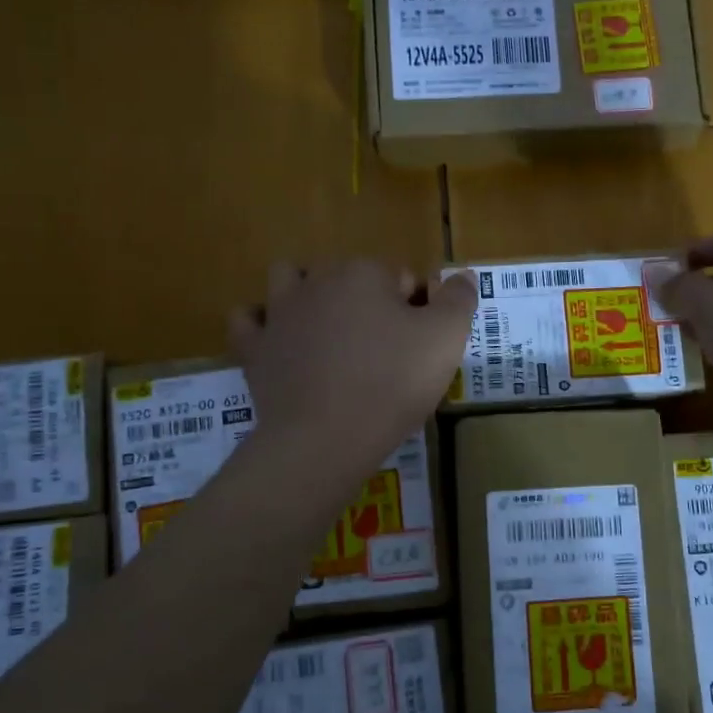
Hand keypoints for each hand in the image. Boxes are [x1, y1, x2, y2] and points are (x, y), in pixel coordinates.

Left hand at [229, 260, 477, 467]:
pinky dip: (261, 323)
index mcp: (364, 273)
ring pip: (290, 280)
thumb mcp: (445, 339)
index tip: (420, 347)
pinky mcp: (254, 348)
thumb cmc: (392, 383)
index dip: (417, 310)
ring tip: (329, 328)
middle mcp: (317, 281)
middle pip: (349, 277)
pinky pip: (248, 320)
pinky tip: (280, 340)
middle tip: (384, 348)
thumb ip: (458, 299)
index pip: (401, 278)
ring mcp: (279, 313)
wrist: (325, 439)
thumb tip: (463, 274)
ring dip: (308, 293)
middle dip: (367, 300)